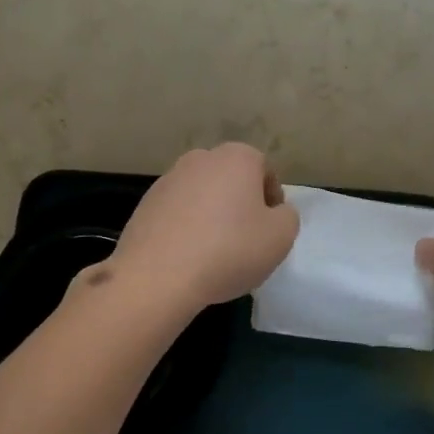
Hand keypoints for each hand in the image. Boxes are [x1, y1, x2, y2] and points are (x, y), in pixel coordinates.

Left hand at [111, 144, 300, 313]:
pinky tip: (187, 256)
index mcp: (237, 157)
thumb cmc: (229, 250)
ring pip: (203, 195)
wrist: (157, 276)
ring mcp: (169, 179)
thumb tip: (275, 212)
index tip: (270, 230)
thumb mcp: (281, 237)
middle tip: (245, 240)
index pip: (266, 172)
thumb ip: (287, 217)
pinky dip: (185, 227)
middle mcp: (201, 158)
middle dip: (240, 204)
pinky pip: (177, 212)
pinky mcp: (146, 203)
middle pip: (232, 180)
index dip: (273, 201)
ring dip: (211, 215)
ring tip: (213, 252)